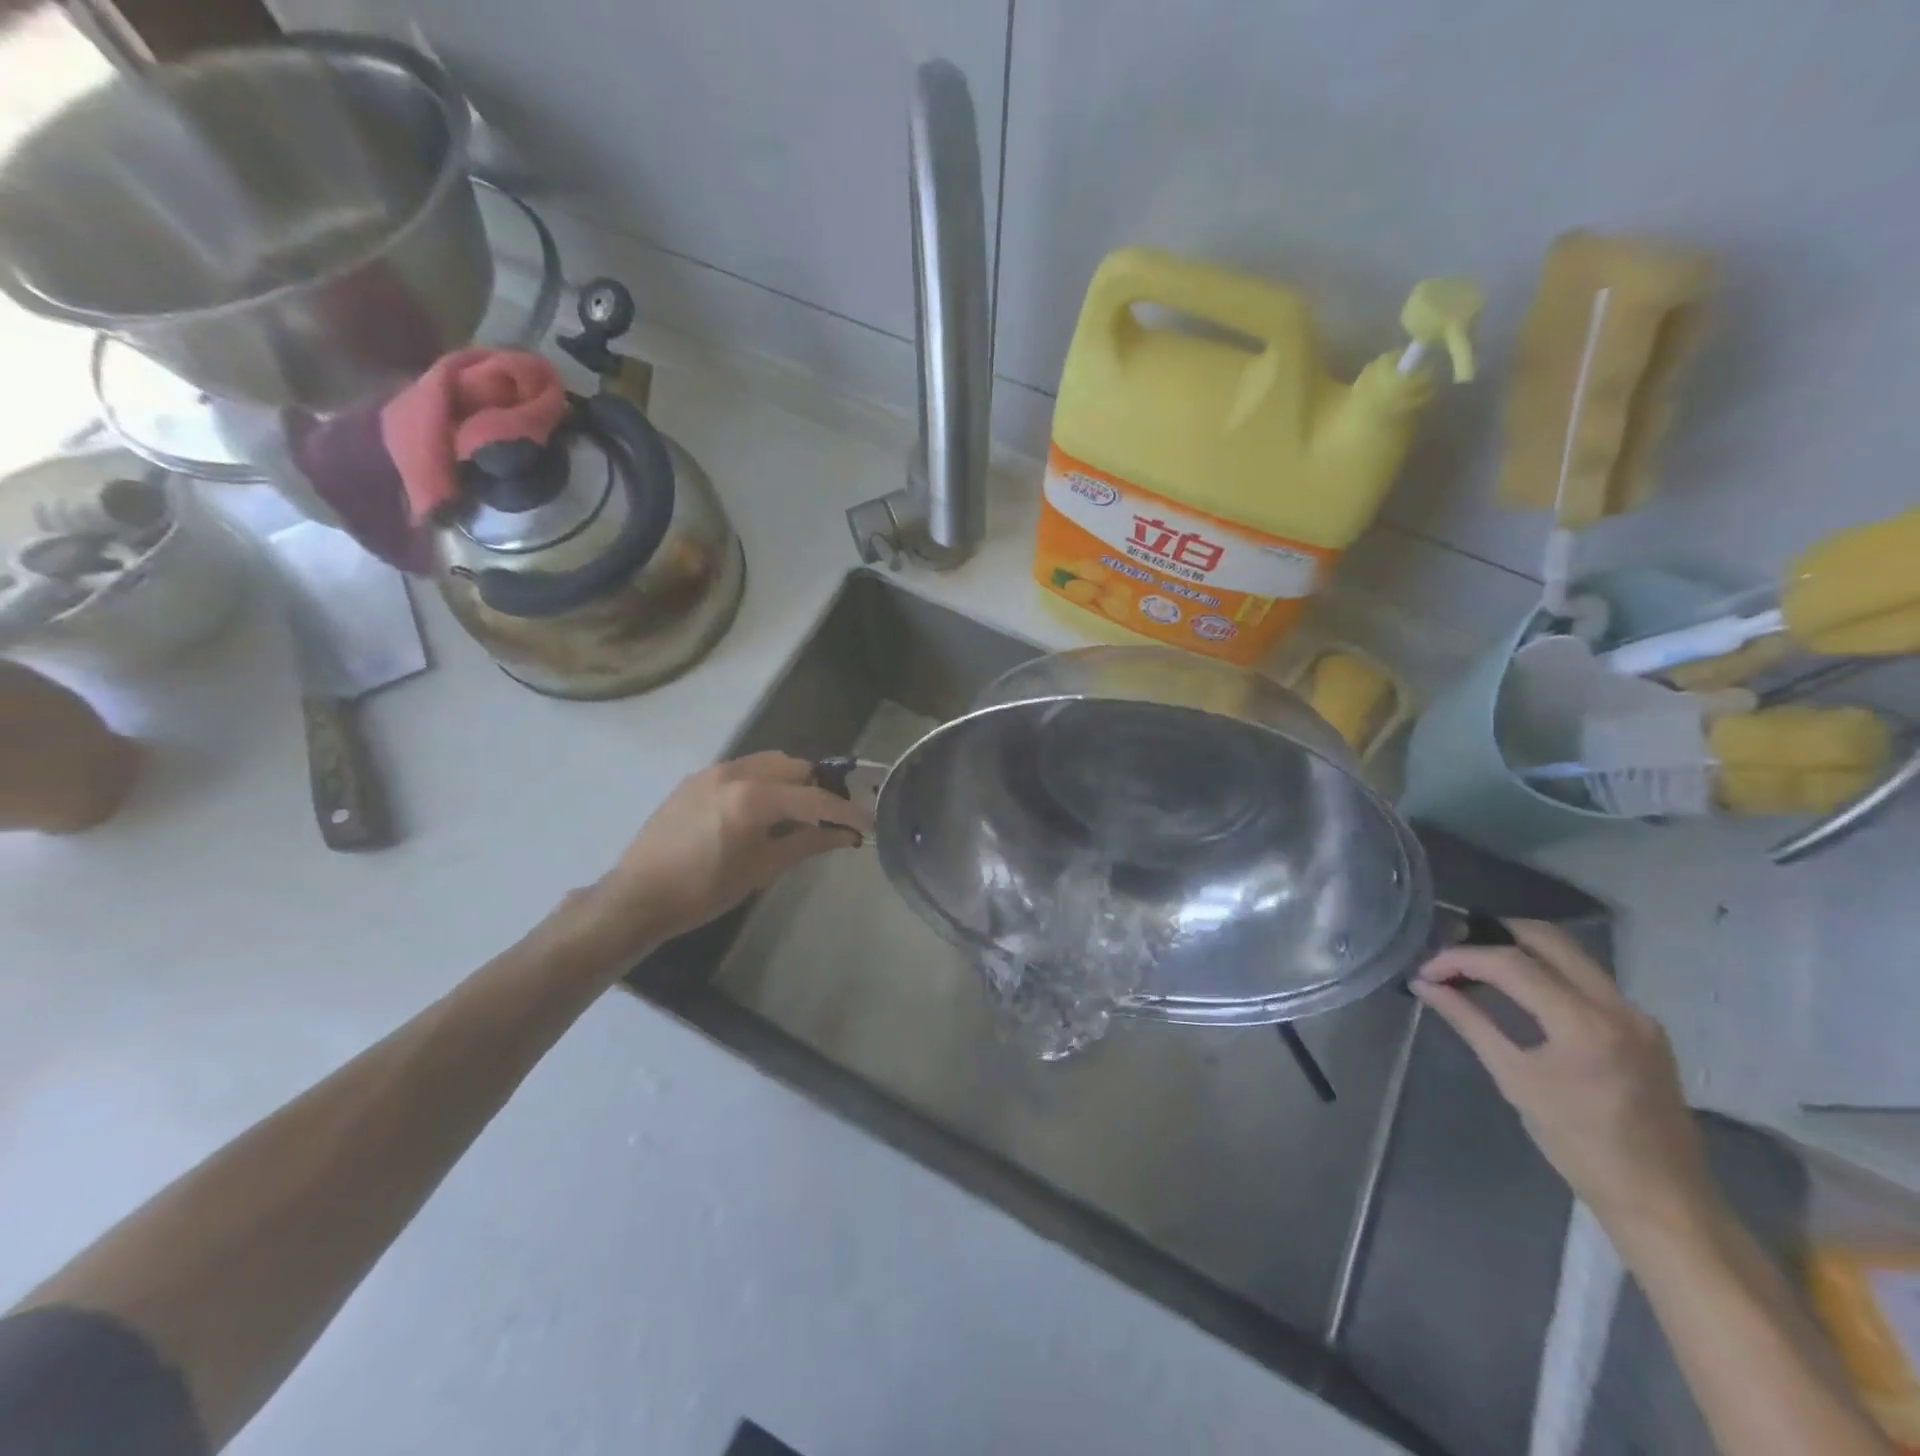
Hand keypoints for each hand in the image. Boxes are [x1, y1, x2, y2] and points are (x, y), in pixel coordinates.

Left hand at [566, 752, 872, 963]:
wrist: (637, 897)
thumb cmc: (704, 891)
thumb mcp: (762, 869)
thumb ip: (807, 843)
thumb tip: (845, 835)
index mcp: (753, 797)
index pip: (814, 798)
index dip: (846, 811)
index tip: (868, 822)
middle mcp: (735, 772)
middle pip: (794, 767)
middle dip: (818, 789)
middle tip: (831, 818)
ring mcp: (712, 772)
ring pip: (768, 763)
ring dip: (790, 782)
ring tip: (797, 813)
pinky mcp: (695, 779)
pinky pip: (742, 770)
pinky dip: (763, 782)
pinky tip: (761, 812)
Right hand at [1413, 920, 1711, 1235]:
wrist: (1663, 1199)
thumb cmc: (1579, 1145)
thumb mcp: (1514, 1080)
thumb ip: (1469, 1021)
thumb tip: (1425, 985)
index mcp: (1584, 1024)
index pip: (1510, 964)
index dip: (1460, 958)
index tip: (1427, 970)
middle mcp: (1617, 1006)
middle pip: (1547, 939)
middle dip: (1493, 935)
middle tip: (1453, 951)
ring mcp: (1636, 1013)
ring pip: (1570, 953)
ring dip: (1520, 949)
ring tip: (1478, 965)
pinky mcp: (1643, 1025)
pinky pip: (1586, 977)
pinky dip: (1546, 971)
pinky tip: (1517, 989)